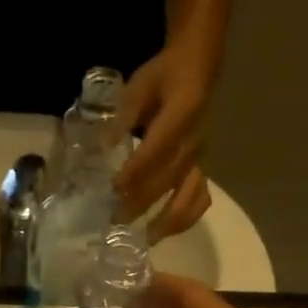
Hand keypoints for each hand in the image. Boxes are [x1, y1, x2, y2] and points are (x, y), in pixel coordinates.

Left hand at [116, 47, 214, 241]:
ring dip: (167, 221)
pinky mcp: (204, 168)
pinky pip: (200, 199)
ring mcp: (202, 158)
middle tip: (117, 220)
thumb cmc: (164, 75)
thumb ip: (124, 116)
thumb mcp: (140, 85)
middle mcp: (195, 141)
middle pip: (168, 179)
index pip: (157, 149)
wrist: (198, 69)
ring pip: (189, 197)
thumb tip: (104, 146)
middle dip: (142, 202)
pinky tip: (167, 231)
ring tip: (146, 238)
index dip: (136, 171)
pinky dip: (186, 219)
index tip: (114, 188)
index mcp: (182, 113)